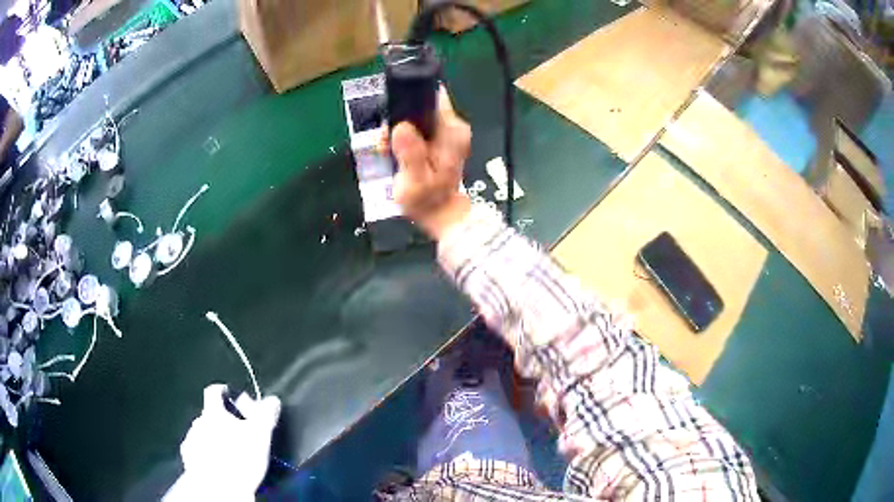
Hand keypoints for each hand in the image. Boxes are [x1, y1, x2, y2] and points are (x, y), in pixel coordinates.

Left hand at [170, 384, 280, 499]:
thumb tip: (272, 399)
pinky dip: (205, 451)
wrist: (219, 487)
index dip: (222, 391)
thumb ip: (265, 415)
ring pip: (202, 431)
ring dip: (212, 435)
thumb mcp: (260, 436)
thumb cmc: (240, 458)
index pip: (214, 391)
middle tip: (237, 432)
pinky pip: (196, 448)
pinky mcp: (188, 457)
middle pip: (209, 414)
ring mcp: (191, 439)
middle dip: (221, 420)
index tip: (230, 395)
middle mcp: (198, 421)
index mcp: (213, 413)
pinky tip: (215, 461)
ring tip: (227, 450)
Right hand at [387, 86, 471, 239]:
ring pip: (414, 115)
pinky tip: (396, 152)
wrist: (439, 214)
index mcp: (453, 131)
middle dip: (398, 120)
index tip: (392, 126)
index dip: (406, 106)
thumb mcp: (415, 180)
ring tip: (389, 150)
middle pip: (419, 105)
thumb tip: (401, 126)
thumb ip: (410, 153)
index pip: (430, 98)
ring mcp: (447, 130)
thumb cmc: (428, 200)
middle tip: (387, 144)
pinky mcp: (438, 137)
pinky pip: (415, 126)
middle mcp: (453, 126)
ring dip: (397, 130)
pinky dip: (402, 136)